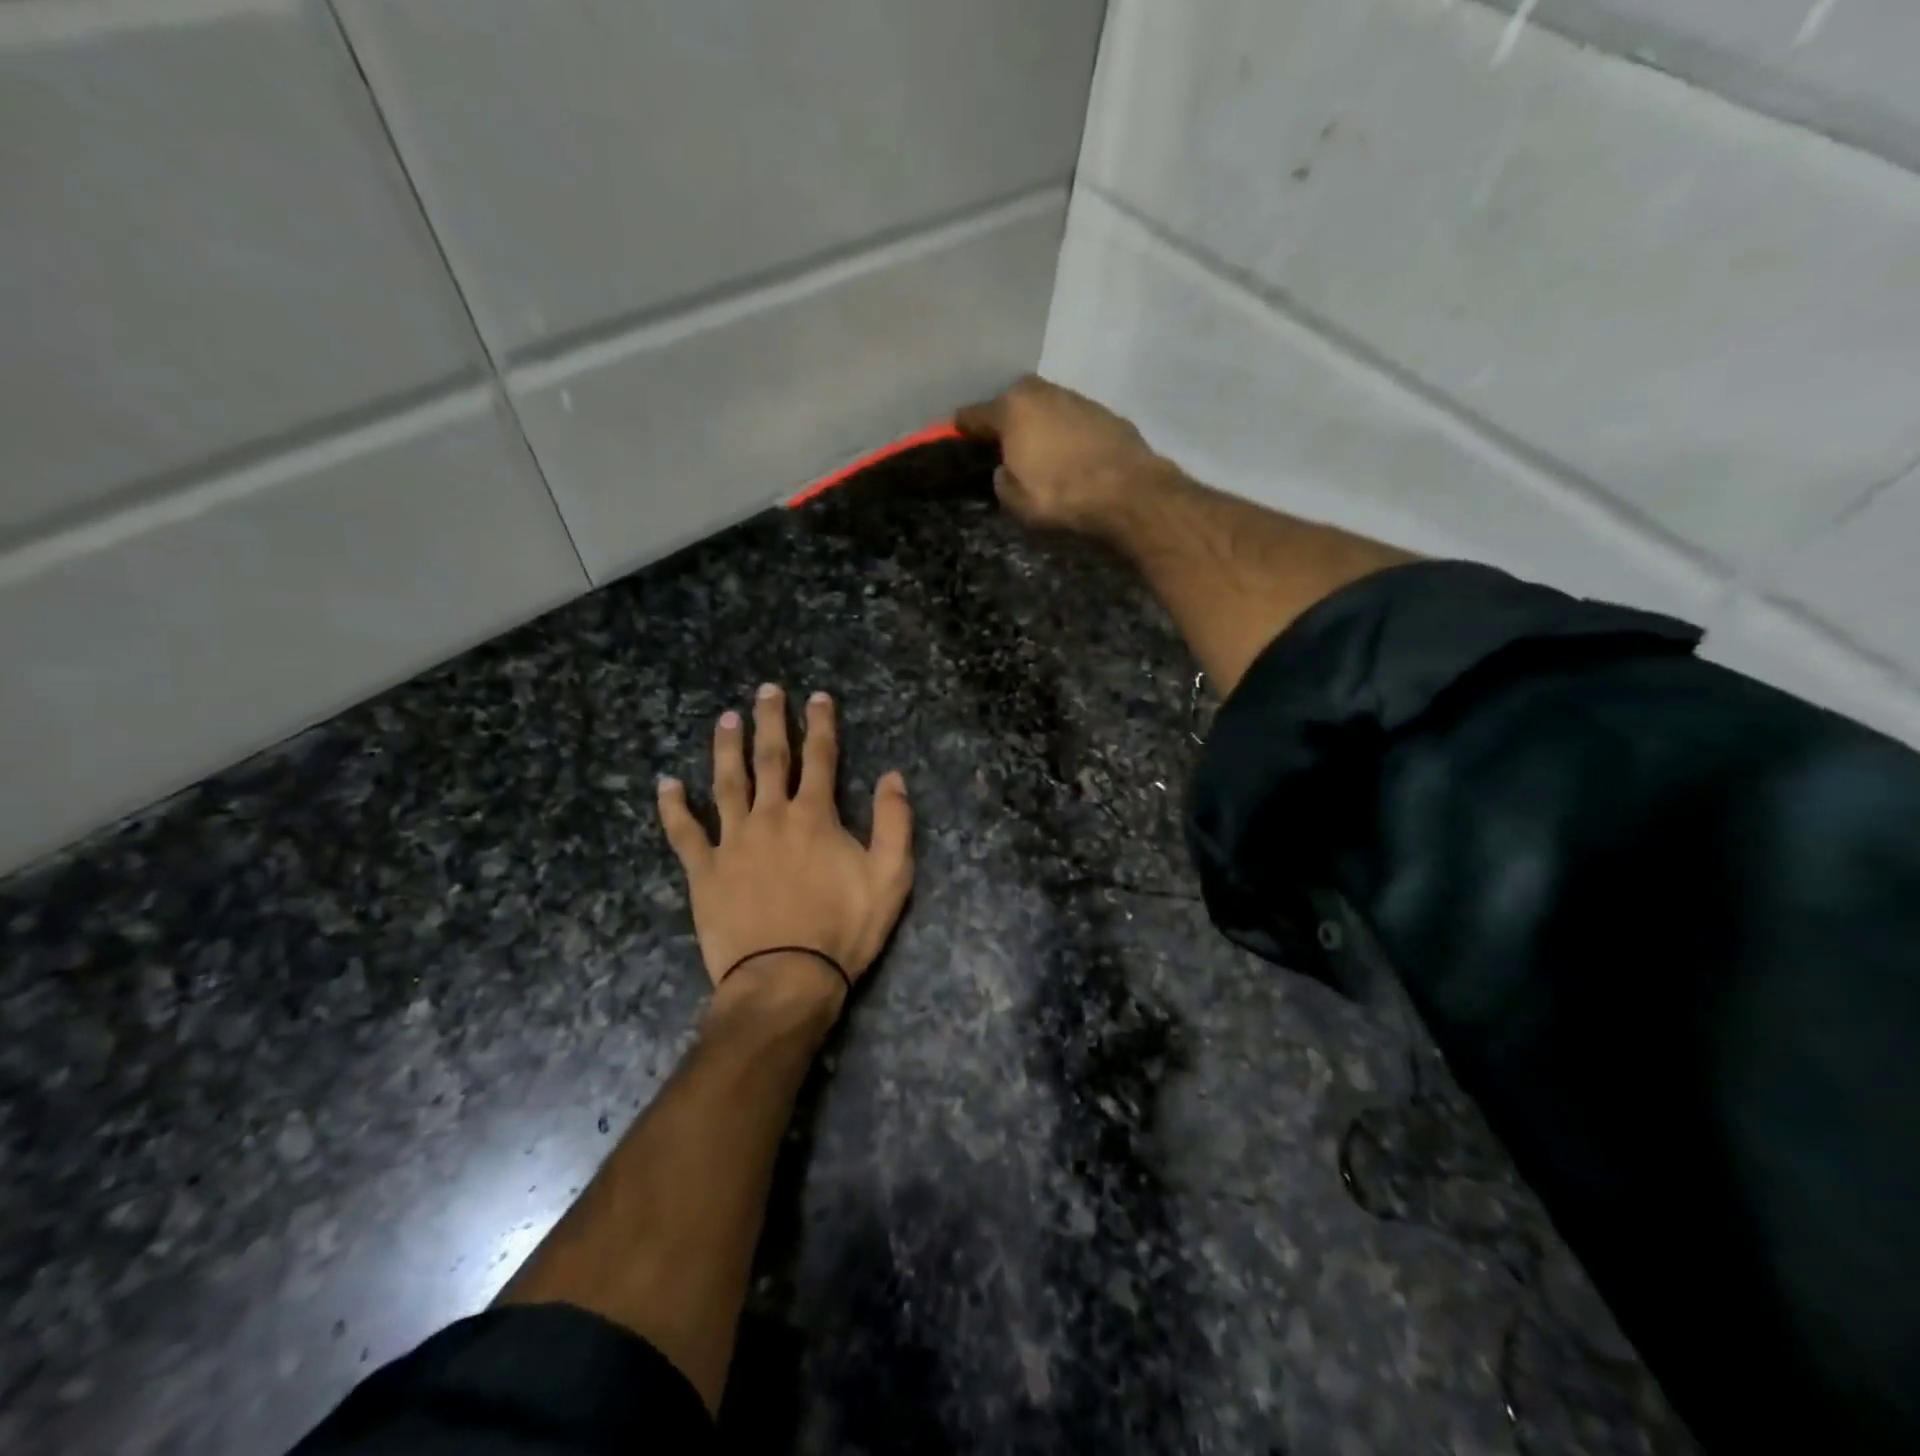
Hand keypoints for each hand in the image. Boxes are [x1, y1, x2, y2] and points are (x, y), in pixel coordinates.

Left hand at [657, 685, 913, 1007]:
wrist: (786, 979)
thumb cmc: (843, 929)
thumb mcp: (890, 877)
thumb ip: (894, 822)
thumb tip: (893, 776)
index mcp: (815, 816)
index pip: (820, 758)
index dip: (820, 724)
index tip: (817, 696)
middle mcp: (771, 817)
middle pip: (770, 759)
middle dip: (770, 722)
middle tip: (766, 691)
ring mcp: (733, 842)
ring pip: (727, 783)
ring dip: (726, 749)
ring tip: (725, 720)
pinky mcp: (705, 871)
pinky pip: (684, 832)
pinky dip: (674, 807)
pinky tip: (666, 784)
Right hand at [955, 374, 1168, 532]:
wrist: (1128, 491)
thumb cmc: (1061, 496)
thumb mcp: (1016, 502)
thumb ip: (1002, 481)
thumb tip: (1005, 471)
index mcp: (1012, 409)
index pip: (974, 414)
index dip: (963, 428)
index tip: (957, 434)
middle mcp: (1042, 393)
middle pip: (1013, 401)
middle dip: (1005, 417)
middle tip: (1003, 442)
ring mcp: (1076, 398)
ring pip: (1045, 406)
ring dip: (1039, 423)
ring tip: (1038, 449)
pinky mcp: (1105, 412)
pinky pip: (1072, 419)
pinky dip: (1065, 432)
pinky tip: (1068, 453)